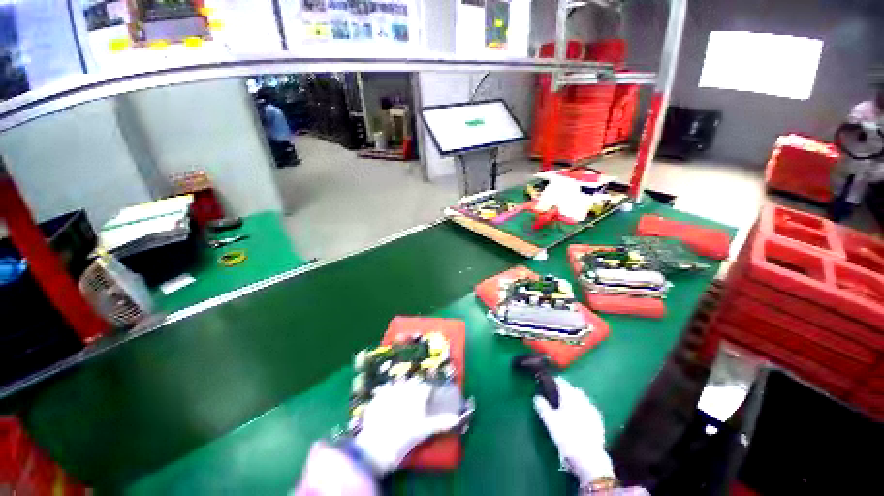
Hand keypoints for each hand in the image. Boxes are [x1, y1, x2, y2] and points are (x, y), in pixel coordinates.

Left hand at [353, 379, 460, 473]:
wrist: (375, 448)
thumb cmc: (403, 439)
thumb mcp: (423, 431)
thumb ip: (440, 423)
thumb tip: (456, 419)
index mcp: (416, 395)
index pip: (426, 387)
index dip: (428, 392)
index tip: (428, 400)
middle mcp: (404, 388)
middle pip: (413, 382)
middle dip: (416, 388)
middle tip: (416, 402)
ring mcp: (389, 391)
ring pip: (399, 383)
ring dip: (403, 388)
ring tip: (402, 401)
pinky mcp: (377, 396)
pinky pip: (385, 389)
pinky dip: (388, 392)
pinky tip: (388, 402)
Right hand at [533, 377, 614, 484]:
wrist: (589, 457)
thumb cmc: (566, 436)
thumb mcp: (549, 421)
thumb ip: (542, 406)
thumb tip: (537, 397)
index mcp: (569, 396)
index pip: (561, 382)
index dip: (553, 381)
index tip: (547, 382)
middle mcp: (582, 399)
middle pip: (572, 389)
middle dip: (565, 389)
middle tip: (556, 395)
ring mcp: (592, 409)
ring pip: (581, 398)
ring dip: (574, 398)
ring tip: (567, 405)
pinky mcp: (598, 420)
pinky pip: (588, 408)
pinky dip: (582, 407)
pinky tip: (579, 415)